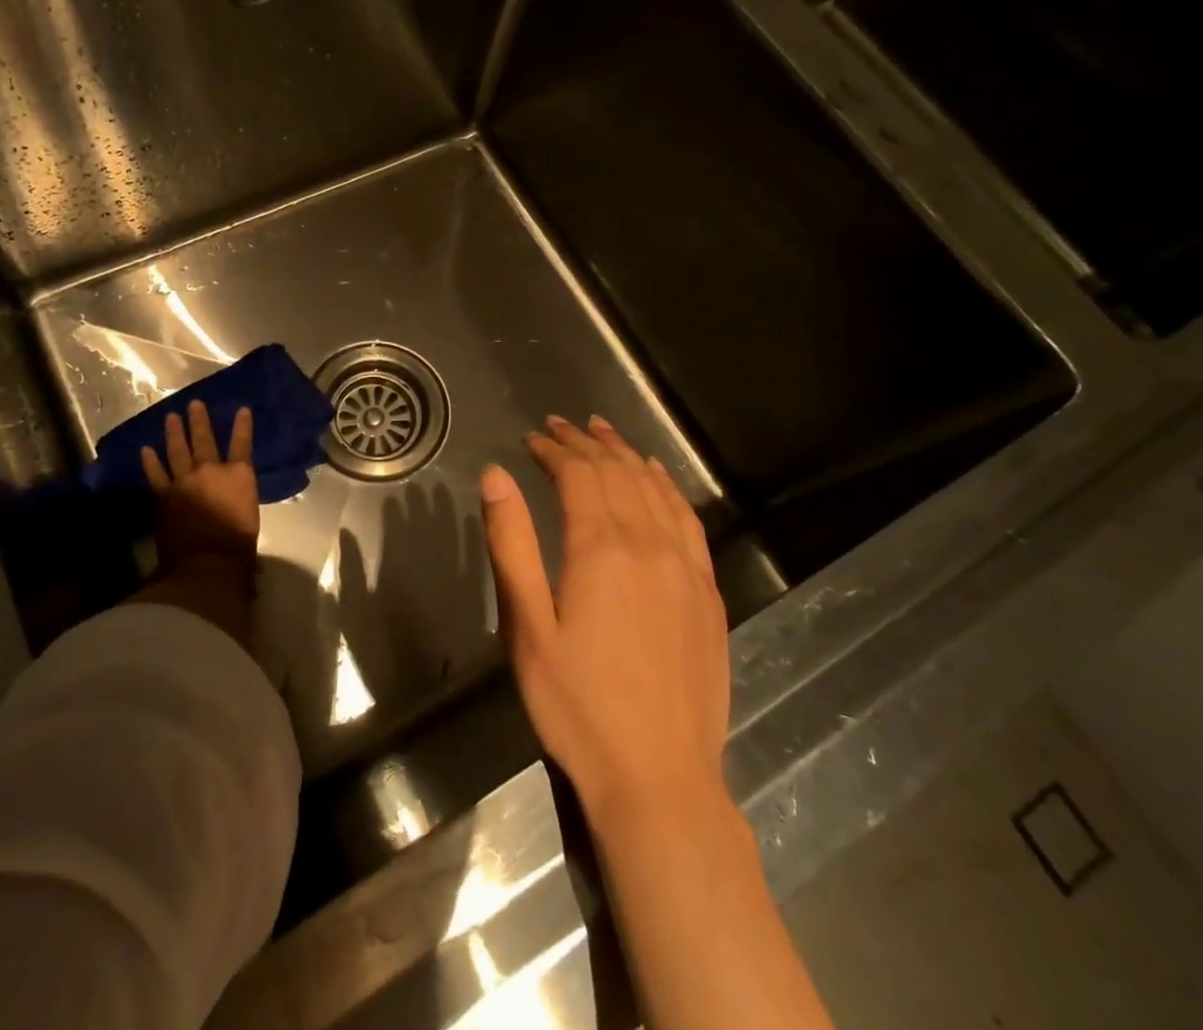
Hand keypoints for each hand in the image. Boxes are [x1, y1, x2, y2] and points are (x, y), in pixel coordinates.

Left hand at [140, 399, 258, 575]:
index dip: (243, 425)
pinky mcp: (164, 495)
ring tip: (170, 417)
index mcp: (239, 476)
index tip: (242, 409)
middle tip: (194, 404)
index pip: (242, 444)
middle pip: (204, 439)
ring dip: (174, 433)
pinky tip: (145, 450)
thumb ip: (241, 503)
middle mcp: (211, 471)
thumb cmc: (238, 546)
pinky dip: (150, 462)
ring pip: (177, 450)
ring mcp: (184, 481)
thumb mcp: (250, 518)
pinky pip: (156, 474)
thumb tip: (235, 506)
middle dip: (199, 421)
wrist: (206, 563)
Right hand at [480, 415, 729, 827]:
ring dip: (626, 454)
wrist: (658, 778)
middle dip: (585, 443)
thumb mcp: (526, 626)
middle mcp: (649, 544)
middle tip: (559, 425)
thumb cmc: (576, 704)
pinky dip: (667, 486)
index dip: (554, 449)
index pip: (579, 474)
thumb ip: (511, 544)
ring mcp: (686, 567)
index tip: (532, 438)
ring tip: (602, 431)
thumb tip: (495, 476)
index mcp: (601, 549)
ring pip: (654, 488)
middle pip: (617, 472)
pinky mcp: (707, 591)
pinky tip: (655, 476)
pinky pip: (688, 519)